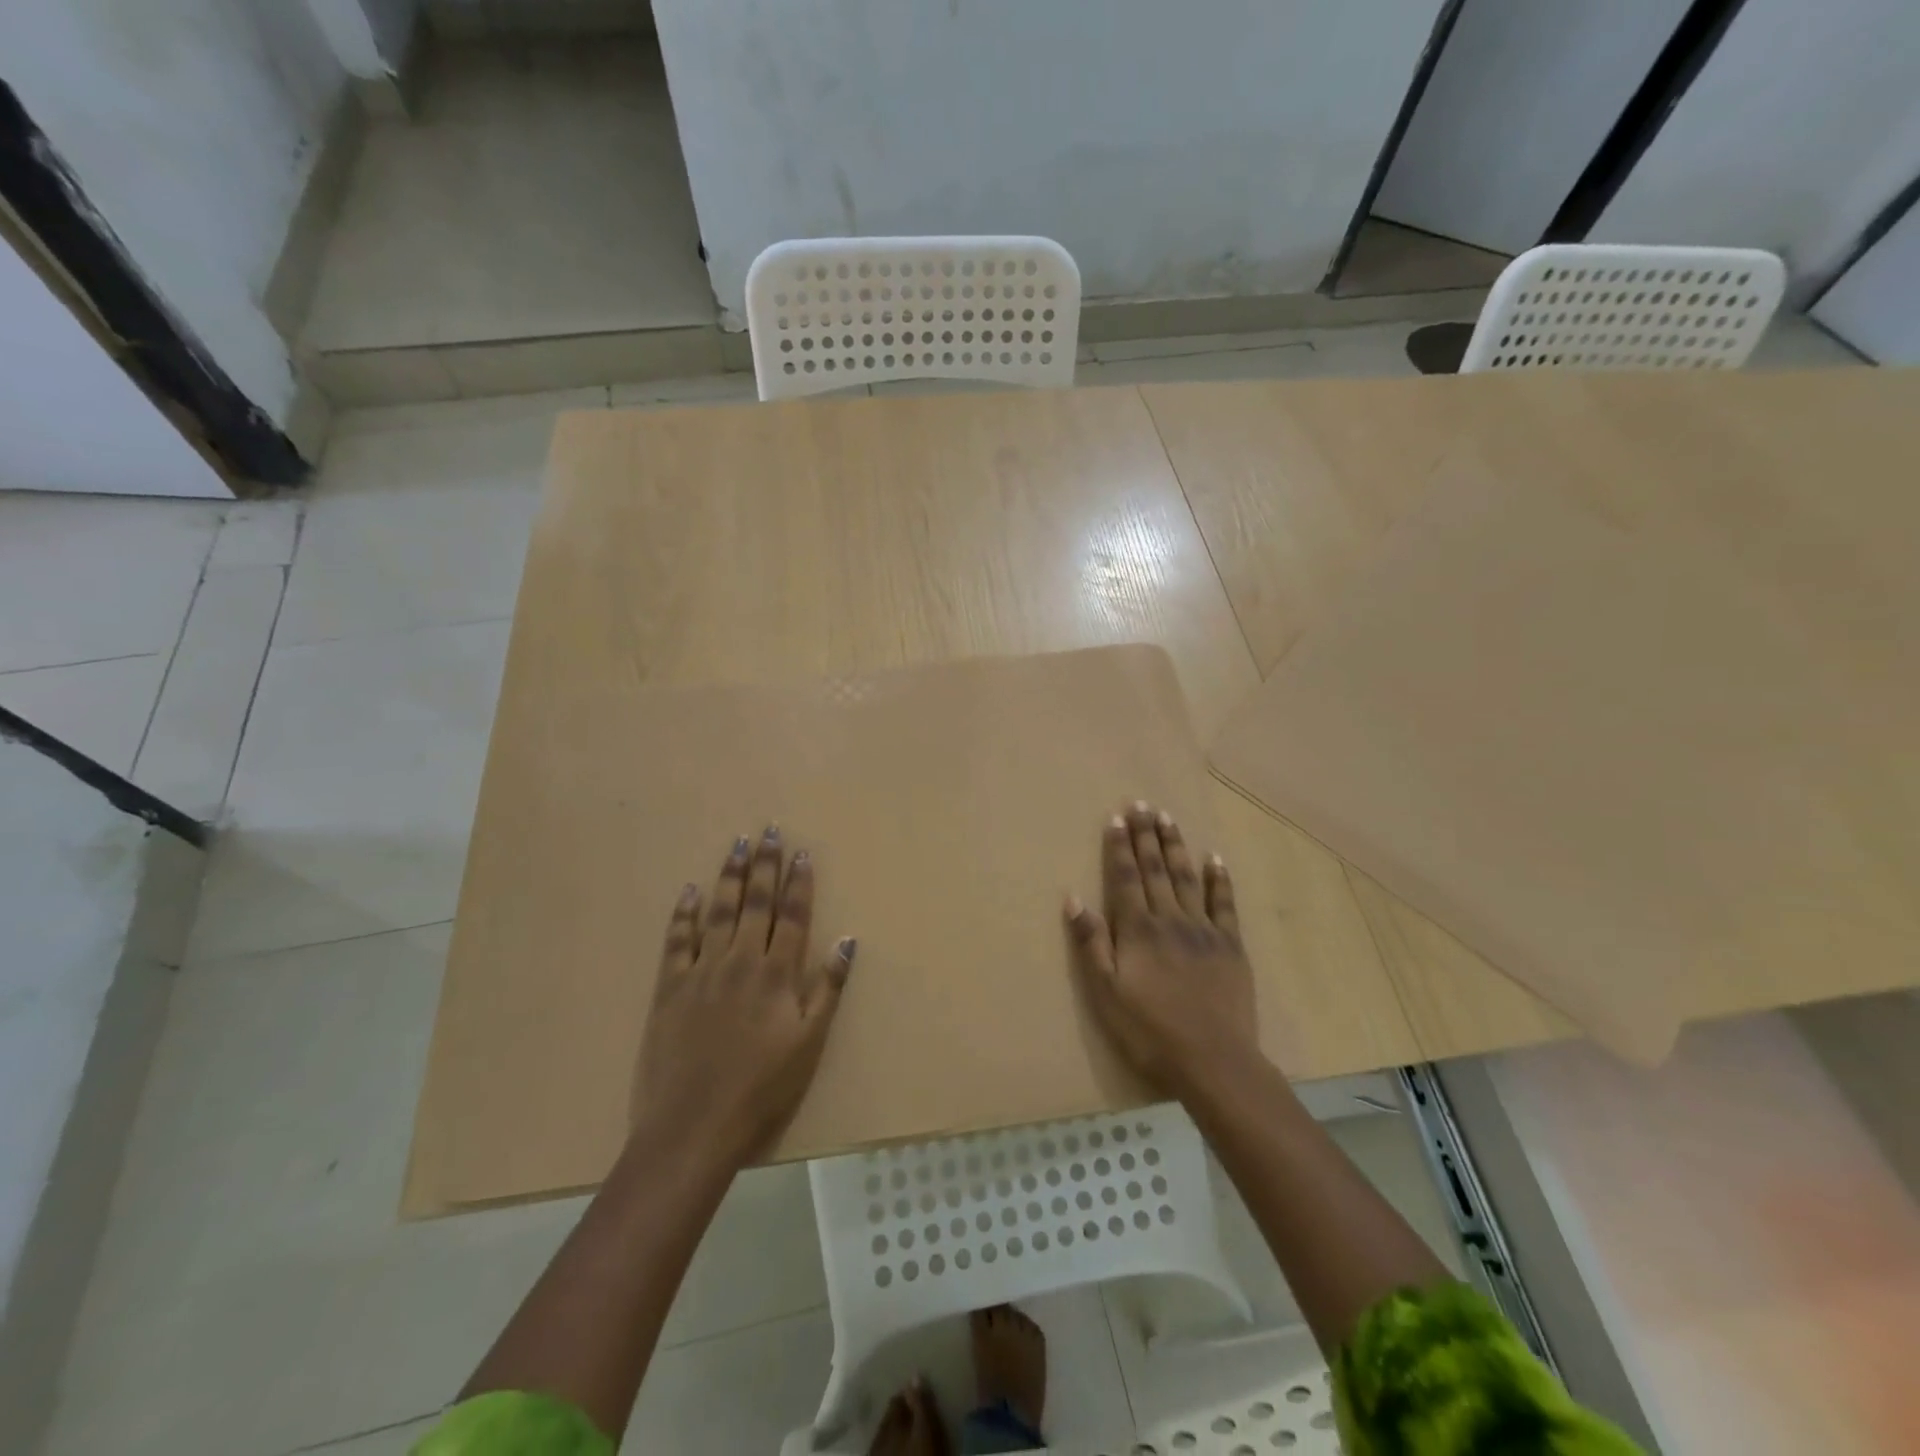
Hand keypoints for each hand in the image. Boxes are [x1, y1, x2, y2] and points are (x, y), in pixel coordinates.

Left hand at [632, 826, 854, 1166]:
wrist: (693, 1128)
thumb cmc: (762, 1090)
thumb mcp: (810, 1043)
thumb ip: (828, 989)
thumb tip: (848, 940)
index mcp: (777, 974)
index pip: (793, 915)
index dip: (799, 882)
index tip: (801, 851)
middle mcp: (741, 960)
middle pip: (756, 902)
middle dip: (765, 864)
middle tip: (768, 829)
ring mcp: (702, 971)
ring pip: (719, 911)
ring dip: (729, 875)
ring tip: (737, 844)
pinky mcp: (669, 988)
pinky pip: (677, 940)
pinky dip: (684, 913)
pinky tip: (690, 891)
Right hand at [1065, 801, 1257, 1101]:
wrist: (1213, 1061)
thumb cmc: (1150, 1031)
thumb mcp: (1106, 993)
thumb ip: (1091, 943)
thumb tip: (1073, 899)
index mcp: (1138, 930)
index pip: (1125, 878)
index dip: (1119, 847)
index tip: (1117, 818)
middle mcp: (1170, 919)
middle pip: (1156, 869)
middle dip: (1147, 836)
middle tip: (1143, 804)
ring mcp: (1204, 930)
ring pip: (1187, 878)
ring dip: (1176, 846)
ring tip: (1169, 819)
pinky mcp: (1231, 945)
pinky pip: (1224, 904)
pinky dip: (1218, 879)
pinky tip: (1214, 858)